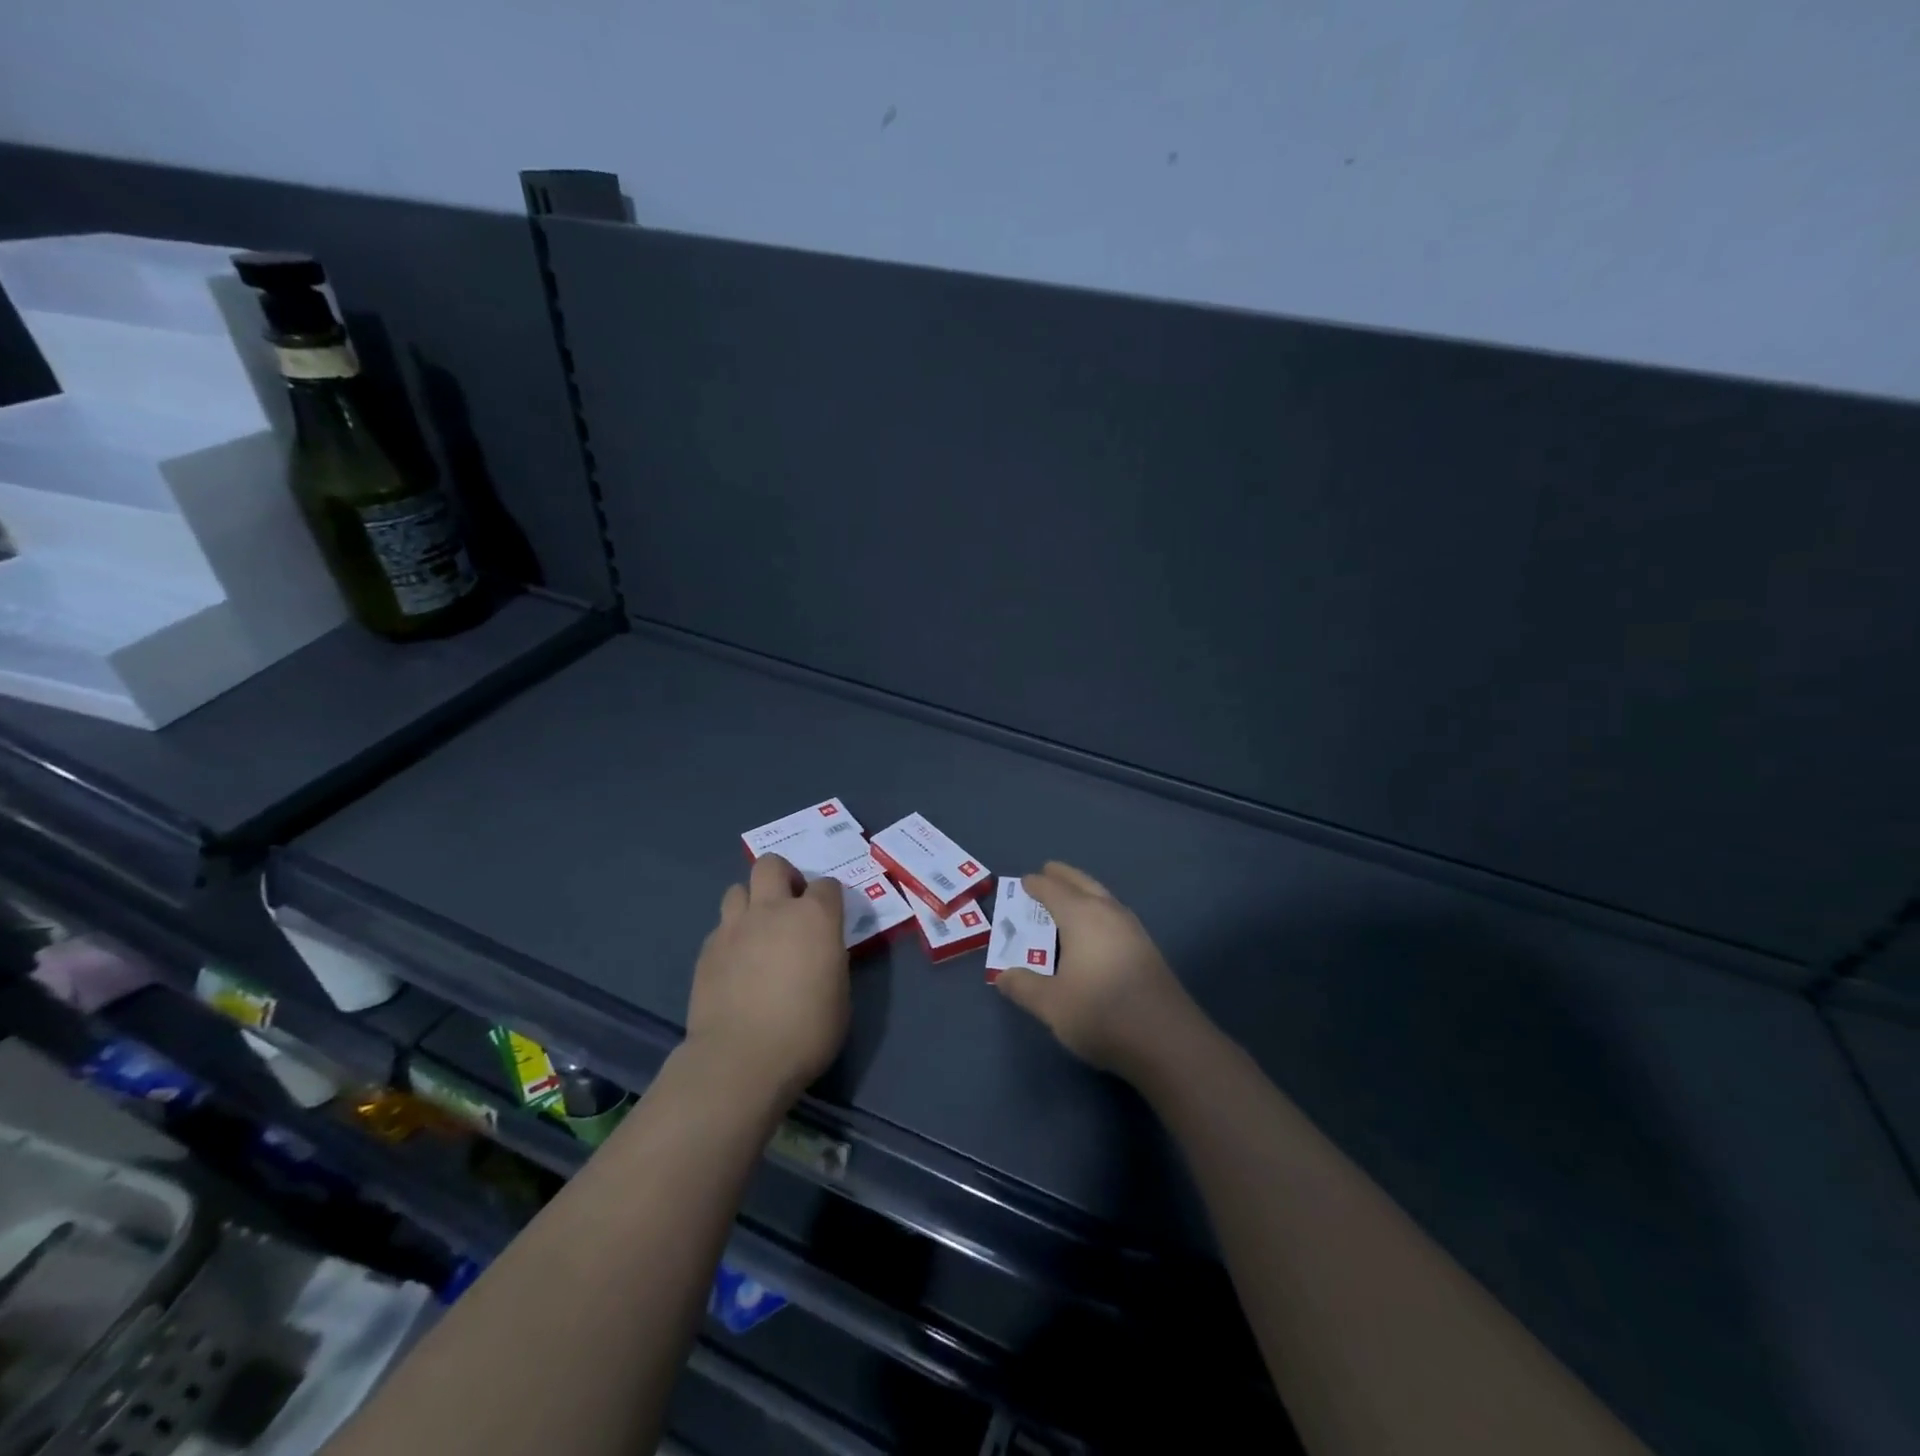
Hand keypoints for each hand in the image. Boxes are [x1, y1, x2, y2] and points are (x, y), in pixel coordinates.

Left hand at [685, 854, 849, 1100]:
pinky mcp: (707, 950)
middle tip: (790, 907)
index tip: (830, 919)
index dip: (829, 899)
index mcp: (815, 917)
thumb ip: (830, 959)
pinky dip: (732, 936)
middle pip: (772, 864)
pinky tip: (736, 964)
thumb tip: (819, 952)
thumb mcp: (839, 994)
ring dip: (751, 902)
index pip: (827, 885)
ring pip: (738, 889)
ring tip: (758, 931)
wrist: (741, 1059)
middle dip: (783, 877)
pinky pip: (721, 927)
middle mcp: (773, 909)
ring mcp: (735, 927)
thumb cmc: (806, 1031)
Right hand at [994, 861, 1200, 1081]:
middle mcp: (1108, 913)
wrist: (1167, 1040)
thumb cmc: (1101, 1013)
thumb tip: (1002, 975)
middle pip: (1083, 884)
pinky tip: (1096, 931)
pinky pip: (1115, 916)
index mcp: (1081, 916)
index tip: (1023, 881)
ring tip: (1069, 898)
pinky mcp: (1147, 950)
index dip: (1036, 885)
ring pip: (1104, 898)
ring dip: (1084, 892)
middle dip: (1064, 876)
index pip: (1053, 890)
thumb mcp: (1051, 1004)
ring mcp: (1133, 930)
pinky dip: (1098, 911)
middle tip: (1048, 871)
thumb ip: (1024, 986)